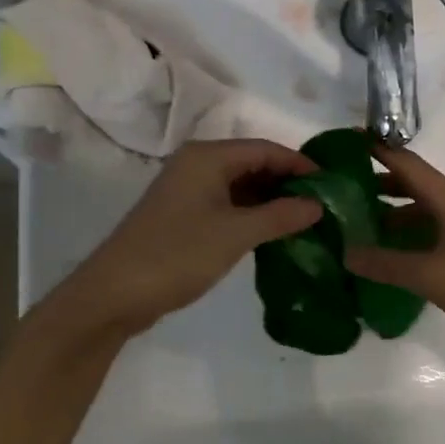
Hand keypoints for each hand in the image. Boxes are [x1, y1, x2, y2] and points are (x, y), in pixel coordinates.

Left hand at [32, 139, 321, 348]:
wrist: (113, 294)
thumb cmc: (177, 255)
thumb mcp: (236, 234)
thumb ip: (280, 216)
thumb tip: (318, 205)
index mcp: (207, 158)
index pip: (265, 149)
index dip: (300, 165)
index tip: (331, 185)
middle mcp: (197, 165)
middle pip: (253, 164)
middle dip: (287, 182)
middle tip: (322, 205)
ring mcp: (188, 191)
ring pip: (241, 186)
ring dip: (271, 201)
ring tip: (305, 220)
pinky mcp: (183, 216)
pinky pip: (227, 204)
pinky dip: (252, 214)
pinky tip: (273, 233)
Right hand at [343, 145, 444, 341]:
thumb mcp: (429, 276)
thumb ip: (386, 263)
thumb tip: (345, 253)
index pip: (408, 163)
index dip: (378, 150)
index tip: (345, 142)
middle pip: (413, 182)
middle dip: (378, 180)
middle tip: (340, 185)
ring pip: (422, 206)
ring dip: (391, 208)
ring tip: (356, 218)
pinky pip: (431, 226)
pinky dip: (407, 230)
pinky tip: (388, 247)